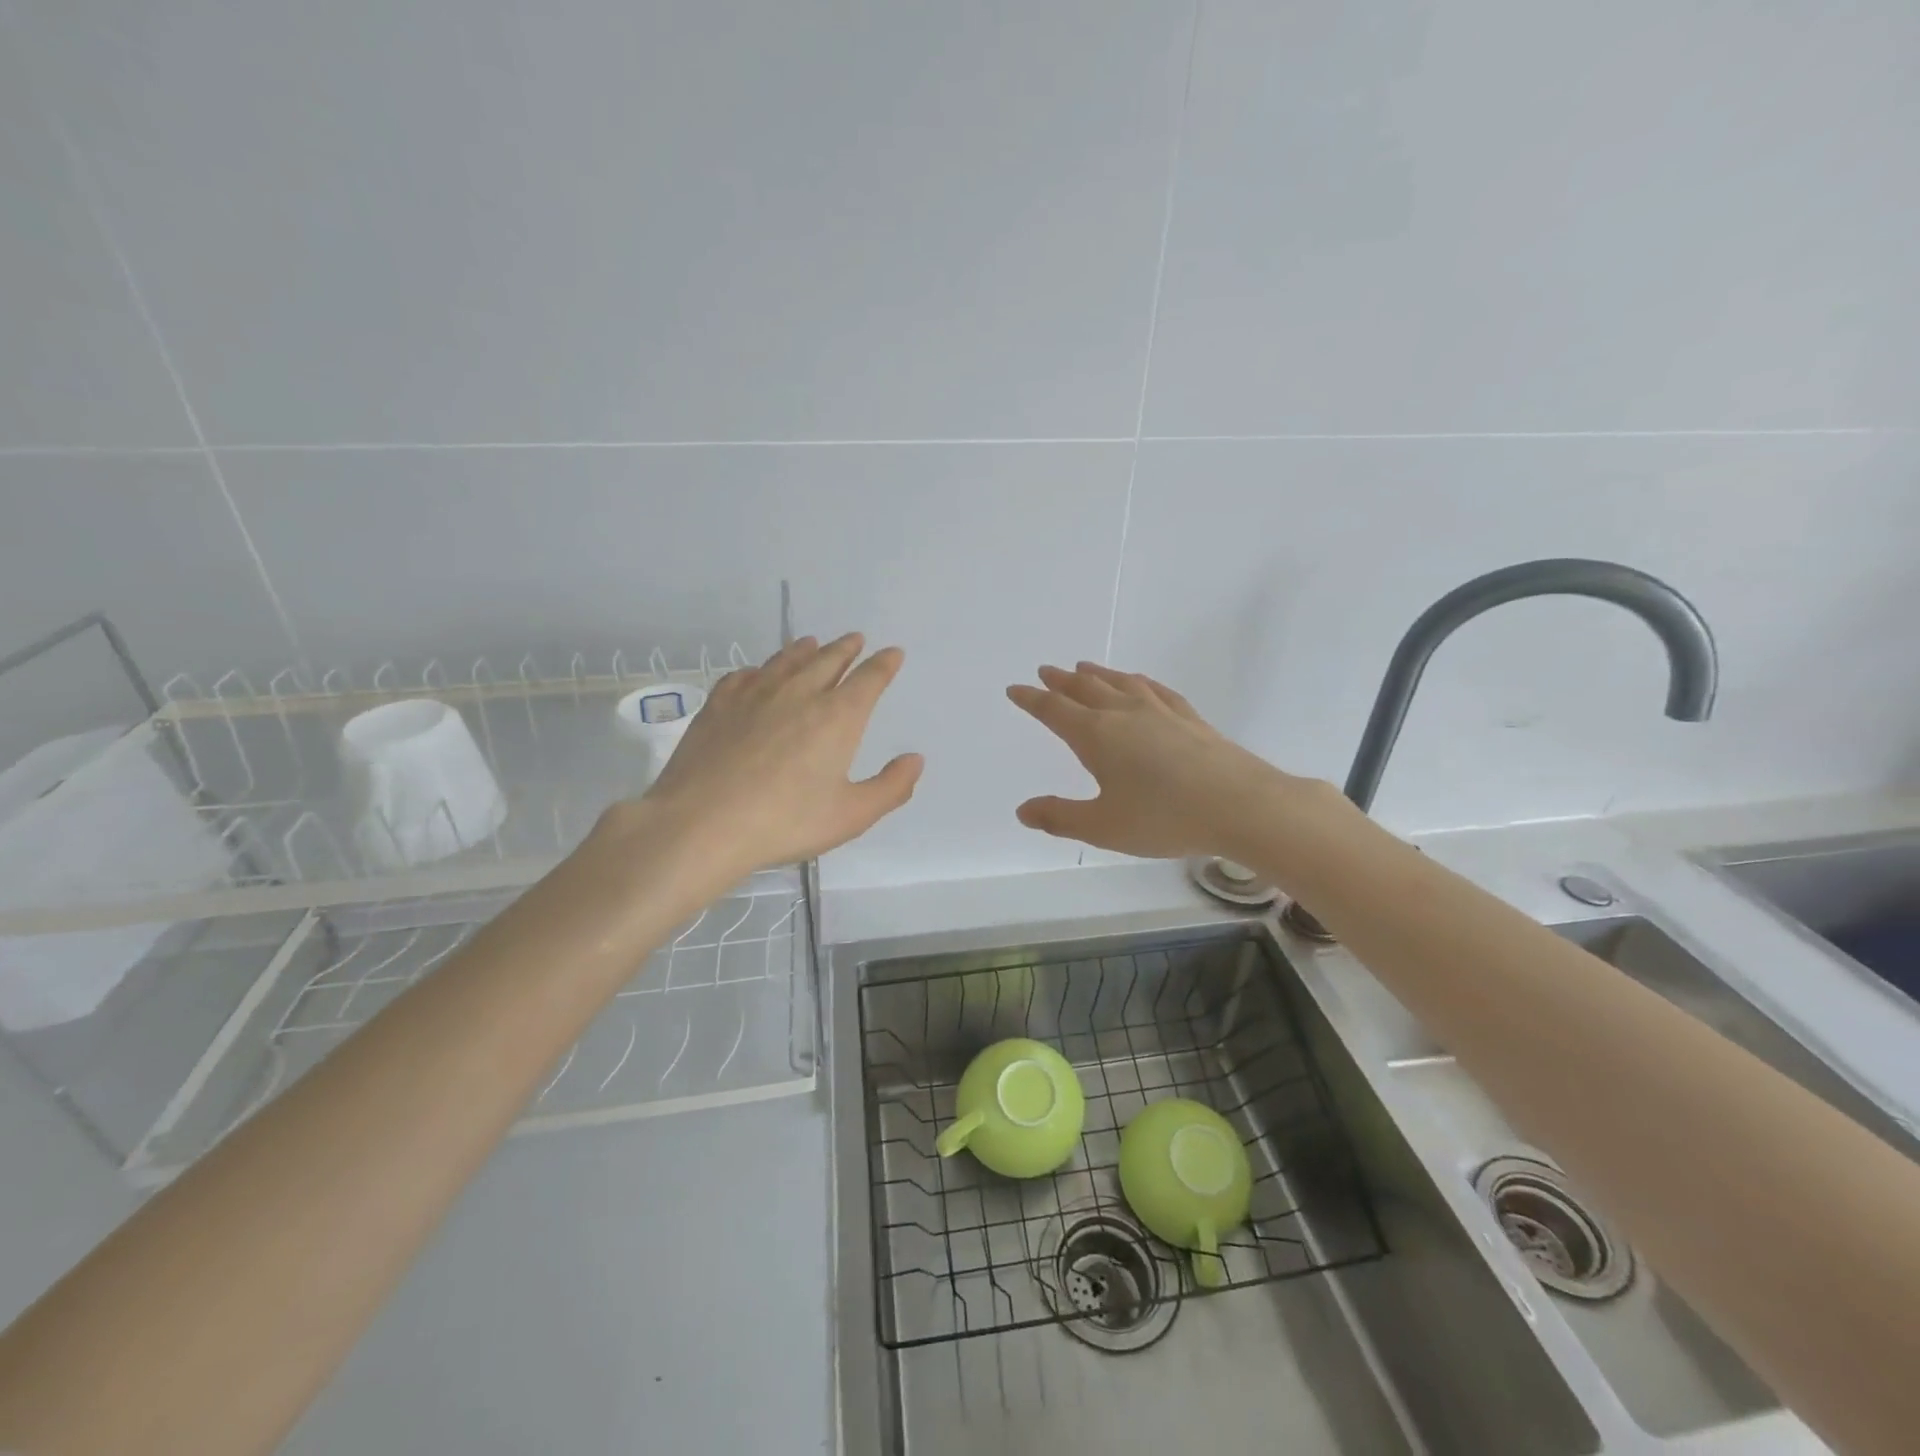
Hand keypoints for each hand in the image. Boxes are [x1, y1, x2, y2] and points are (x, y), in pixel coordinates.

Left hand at [615, 633, 922, 879]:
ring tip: (812, 643)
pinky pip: (746, 675)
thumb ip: (890, 787)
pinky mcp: (719, 704)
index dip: (884, 664)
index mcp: (838, 716)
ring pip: (786, 660)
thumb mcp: (851, 815)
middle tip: (855, 639)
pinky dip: (761, 669)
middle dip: (846, 648)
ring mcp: (755, 694)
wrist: (702, 823)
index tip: (892, 653)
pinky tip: (758, 674)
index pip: (869, 679)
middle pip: (828, 659)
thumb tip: (915, 760)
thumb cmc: (785, 821)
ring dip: (805, 649)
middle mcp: (799, 693)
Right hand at [1007, 662, 1309, 860]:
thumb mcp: (1103, 827)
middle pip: (1085, 689)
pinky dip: (1137, 681)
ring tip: (1083, 667)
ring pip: (1120, 683)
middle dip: (1061, 681)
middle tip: (1045, 671)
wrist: (1240, 805)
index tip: (1016, 689)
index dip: (1032, 700)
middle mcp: (1124, 714)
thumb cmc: (1164, 818)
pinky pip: (1155, 689)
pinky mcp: (1189, 717)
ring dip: (1097, 674)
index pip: (1054, 710)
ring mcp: (1159, 712)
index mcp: (1096, 736)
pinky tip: (1138, 682)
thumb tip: (1023, 810)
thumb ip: (1060, 817)